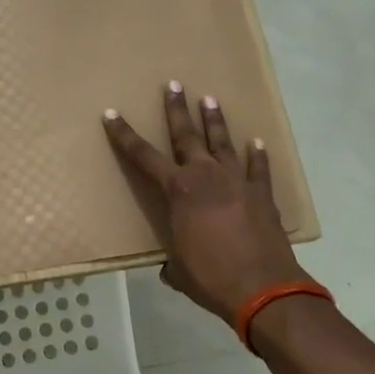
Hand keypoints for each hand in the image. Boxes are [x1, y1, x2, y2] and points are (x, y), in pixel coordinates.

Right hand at [103, 82, 305, 326]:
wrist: (263, 289)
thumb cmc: (211, 278)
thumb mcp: (181, 270)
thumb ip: (173, 262)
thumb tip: (171, 268)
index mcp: (178, 190)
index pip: (143, 156)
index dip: (124, 135)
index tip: (111, 114)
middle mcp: (206, 176)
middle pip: (187, 135)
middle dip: (177, 109)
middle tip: (173, 85)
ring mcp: (237, 181)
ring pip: (223, 142)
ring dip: (215, 120)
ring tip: (209, 99)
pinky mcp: (262, 194)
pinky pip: (259, 168)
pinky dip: (258, 155)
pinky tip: (258, 142)